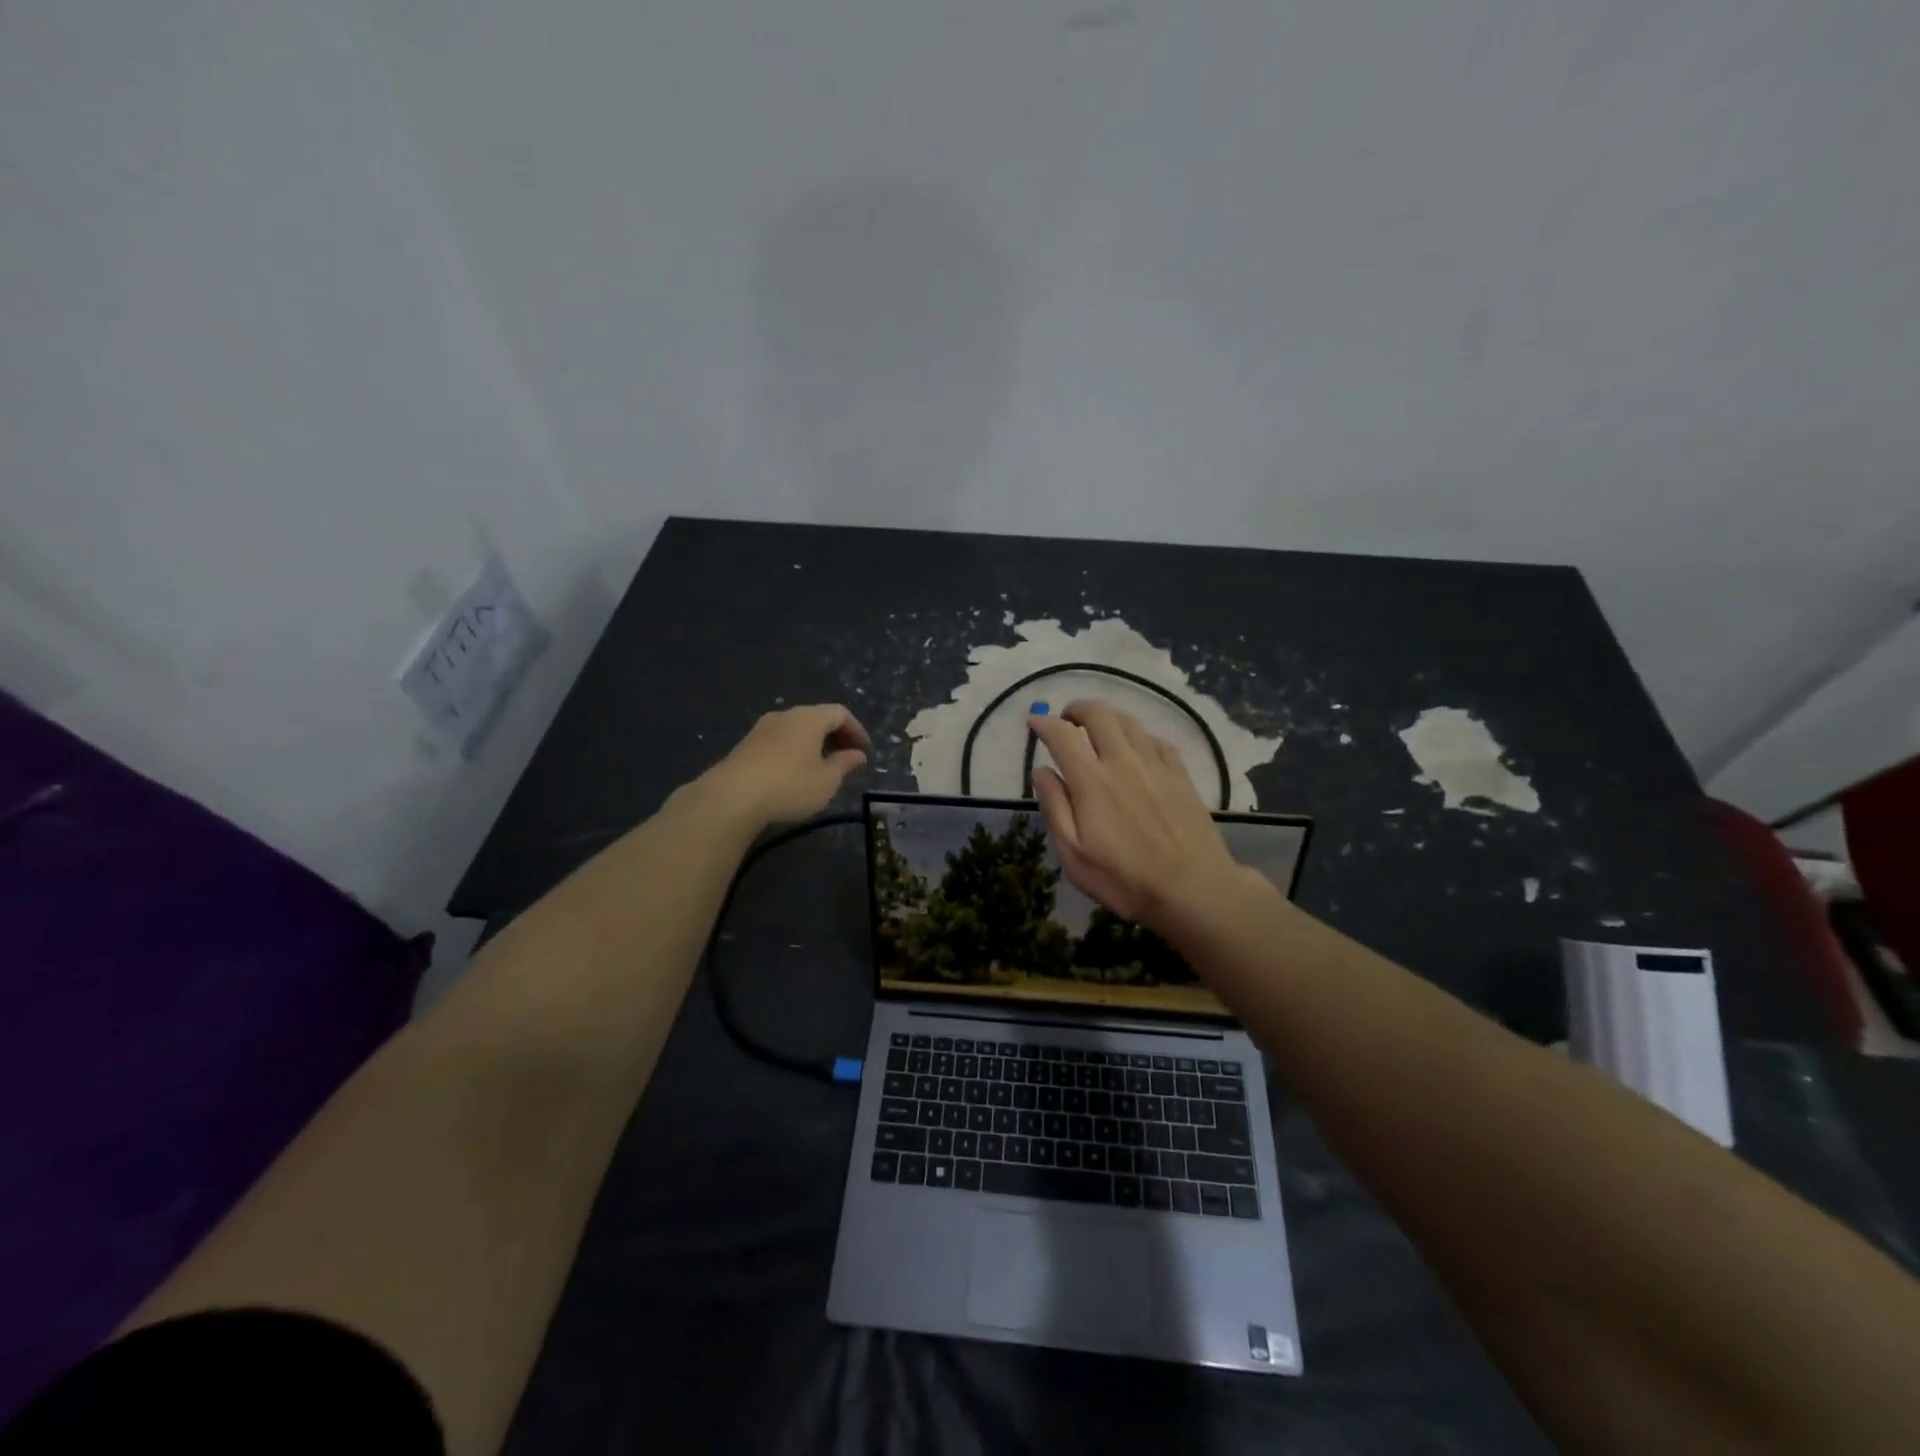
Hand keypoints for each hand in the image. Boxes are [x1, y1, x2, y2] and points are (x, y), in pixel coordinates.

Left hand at [701, 704, 870, 826]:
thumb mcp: (827, 780)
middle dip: (835, 736)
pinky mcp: (745, 746)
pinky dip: (794, 751)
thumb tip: (857, 754)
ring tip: (822, 767)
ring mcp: (761, 729)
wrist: (731, 797)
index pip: (840, 713)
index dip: (856, 730)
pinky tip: (794, 773)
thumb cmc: (790, 785)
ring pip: (796, 729)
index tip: (864, 752)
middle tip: (846, 758)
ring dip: (813, 744)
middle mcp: (785, 715)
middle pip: (816, 717)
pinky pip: (779, 741)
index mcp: (809, 718)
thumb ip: (845, 764)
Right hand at [1028, 702, 1243, 930]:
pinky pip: (1155, 738)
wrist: (1193, 888)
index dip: (1043, 724)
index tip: (1033, 722)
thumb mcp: (1074, 854)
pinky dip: (1136, 735)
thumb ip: (1055, 808)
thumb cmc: (1125, 879)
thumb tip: (1041, 770)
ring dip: (1107, 718)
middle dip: (1076, 709)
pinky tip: (1135, 749)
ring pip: (1128, 721)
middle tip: (1066, 721)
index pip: (1062, 735)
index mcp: (1092, 781)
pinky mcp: (1180, 773)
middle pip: (1098, 714)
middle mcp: (1122, 761)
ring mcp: (1155, 764)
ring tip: (1097, 731)